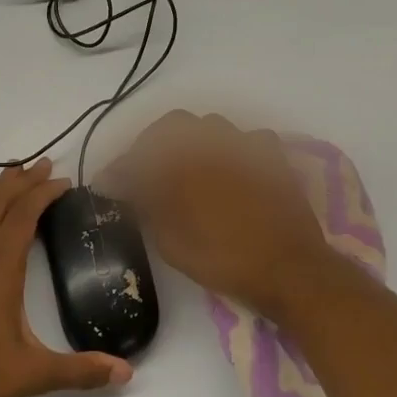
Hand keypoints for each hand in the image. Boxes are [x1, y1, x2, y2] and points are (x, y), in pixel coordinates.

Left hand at [0, 159, 133, 396]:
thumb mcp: (31, 375)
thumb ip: (79, 371)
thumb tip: (126, 373)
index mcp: (1, 269)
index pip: (25, 216)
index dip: (45, 194)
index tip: (65, 182)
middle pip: (0, 205)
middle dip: (24, 182)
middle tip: (44, 164)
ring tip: (13, 171)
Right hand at [104, 111, 339, 320]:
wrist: (288, 268)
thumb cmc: (222, 259)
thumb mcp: (170, 240)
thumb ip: (145, 205)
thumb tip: (123, 187)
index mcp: (181, 161)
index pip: (138, 156)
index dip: (119, 170)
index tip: (108, 185)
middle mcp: (212, 143)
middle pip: (171, 128)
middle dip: (152, 147)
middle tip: (144, 175)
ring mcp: (245, 146)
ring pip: (209, 128)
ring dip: (190, 144)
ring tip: (184, 171)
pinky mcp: (271, 156)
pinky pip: (244, 140)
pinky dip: (229, 150)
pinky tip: (226, 171)